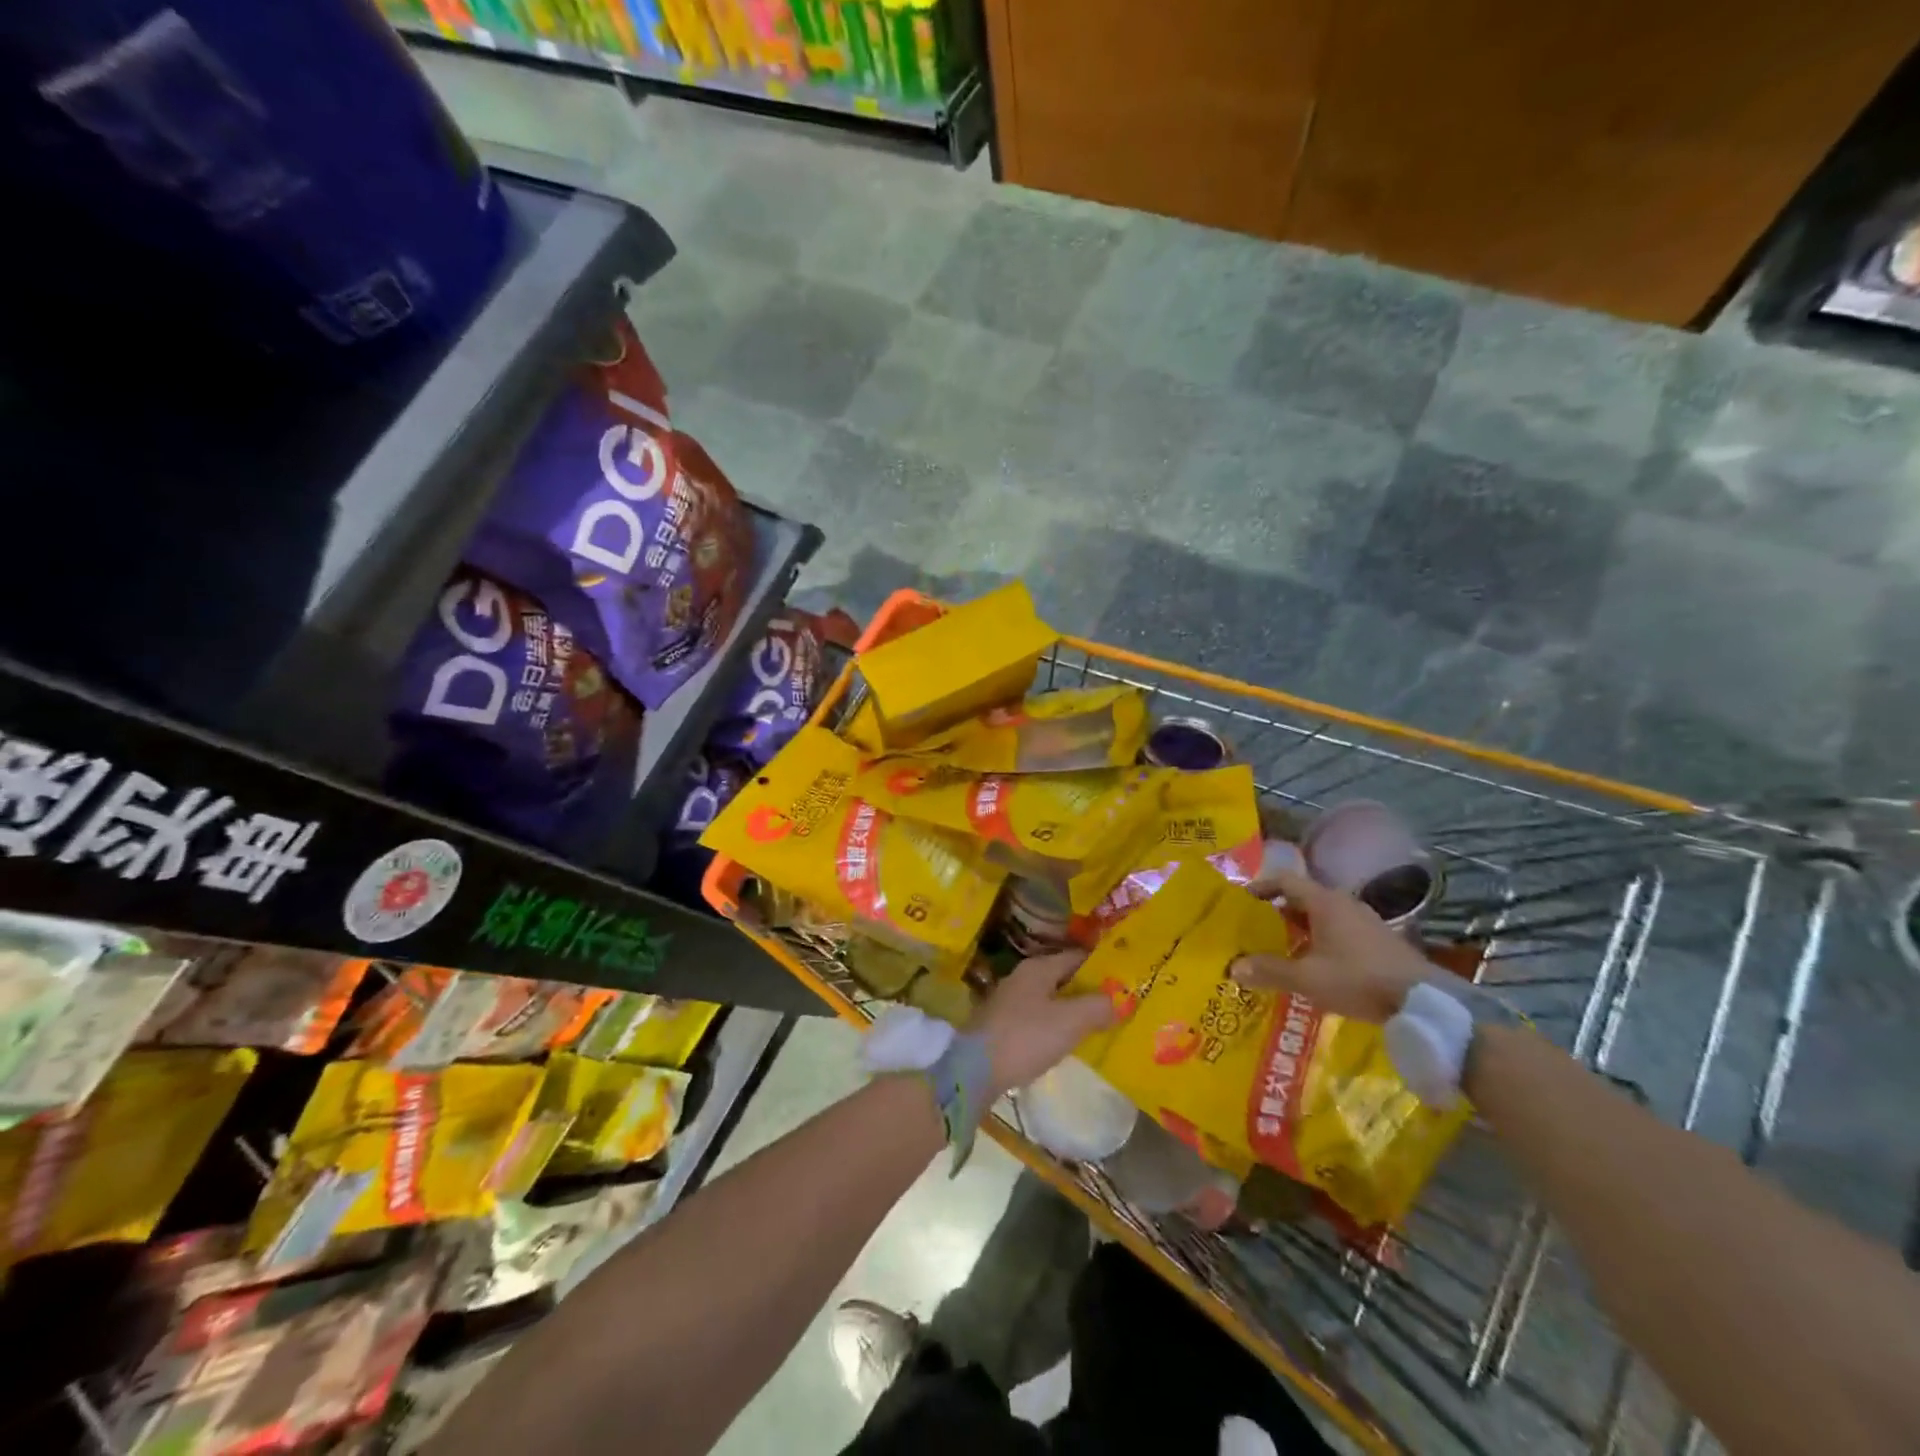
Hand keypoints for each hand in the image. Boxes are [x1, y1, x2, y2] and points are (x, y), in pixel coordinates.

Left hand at [971, 950, 1116, 1095]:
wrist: (976, 1070)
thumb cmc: (1026, 1037)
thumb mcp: (1070, 1021)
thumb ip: (1097, 1007)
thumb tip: (1118, 1000)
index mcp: (1037, 969)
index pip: (1075, 957)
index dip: (1100, 966)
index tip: (1124, 977)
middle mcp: (1021, 978)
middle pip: (1062, 978)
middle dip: (1087, 990)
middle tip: (1116, 1003)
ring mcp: (1008, 1002)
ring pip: (1049, 1000)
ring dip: (1071, 1009)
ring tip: (1097, 1024)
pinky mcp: (1001, 1026)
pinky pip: (1037, 1019)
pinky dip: (1054, 1025)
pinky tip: (1065, 1041)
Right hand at [1232, 866, 1433, 1023]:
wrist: (1424, 1001)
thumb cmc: (1358, 979)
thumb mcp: (1308, 978)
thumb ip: (1270, 970)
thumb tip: (1234, 967)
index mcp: (1325, 902)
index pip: (1285, 880)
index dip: (1261, 887)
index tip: (1242, 902)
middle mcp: (1344, 904)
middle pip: (1302, 898)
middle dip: (1277, 913)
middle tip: (1256, 930)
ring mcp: (1365, 921)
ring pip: (1322, 916)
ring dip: (1300, 929)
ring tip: (1281, 949)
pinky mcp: (1379, 941)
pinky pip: (1339, 931)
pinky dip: (1320, 940)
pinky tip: (1315, 965)